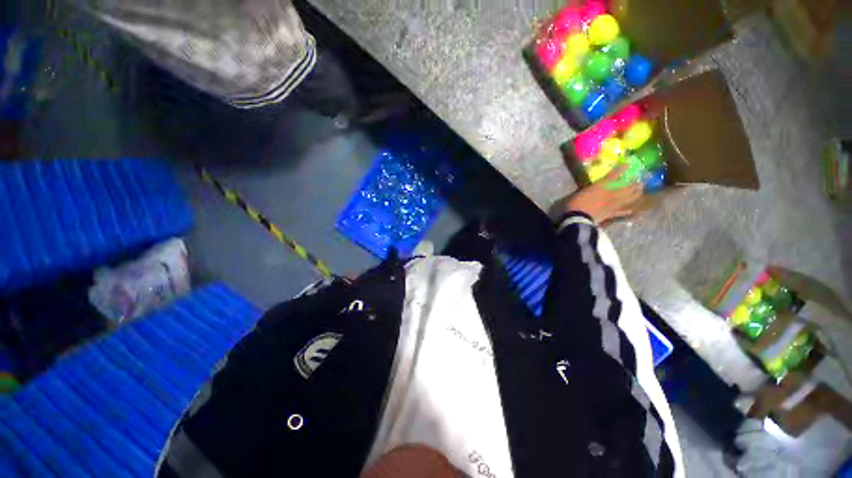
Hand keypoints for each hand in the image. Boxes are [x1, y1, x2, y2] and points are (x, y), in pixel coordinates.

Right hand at [560, 165, 643, 224]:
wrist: (578, 218)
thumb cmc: (575, 203)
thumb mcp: (579, 191)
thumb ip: (588, 188)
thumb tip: (591, 187)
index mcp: (602, 186)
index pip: (615, 175)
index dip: (622, 169)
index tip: (628, 164)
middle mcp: (612, 193)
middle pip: (628, 186)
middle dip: (634, 181)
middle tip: (638, 178)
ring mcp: (614, 204)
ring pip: (630, 197)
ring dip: (636, 193)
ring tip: (640, 189)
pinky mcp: (611, 214)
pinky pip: (622, 212)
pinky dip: (628, 211)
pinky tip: (632, 210)